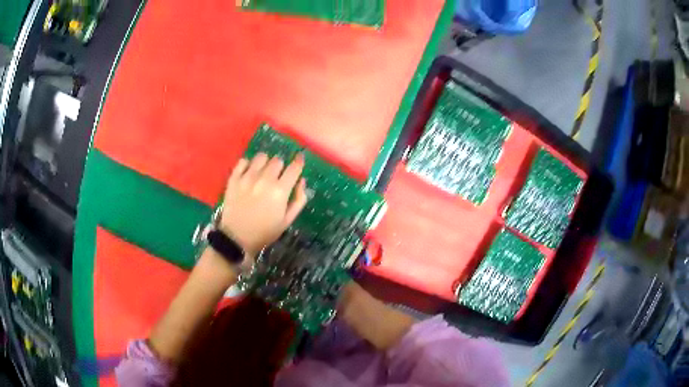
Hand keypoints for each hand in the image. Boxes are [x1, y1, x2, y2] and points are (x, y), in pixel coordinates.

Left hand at [219, 153, 307, 256]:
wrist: (237, 238)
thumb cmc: (265, 231)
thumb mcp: (287, 220)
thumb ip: (298, 200)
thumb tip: (301, 180)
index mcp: (280, 191)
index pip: (294, 168)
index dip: (299, 162)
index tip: (300, 160)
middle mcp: (264, 180)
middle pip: (278, 161)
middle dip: (281, 167)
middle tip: (277, 176)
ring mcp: (247, 177)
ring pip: (261, 157)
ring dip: (265, 163)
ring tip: (262, 172)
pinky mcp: (234, 178)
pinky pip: (243, 161)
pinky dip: (248, 164)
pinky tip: (249, 173)